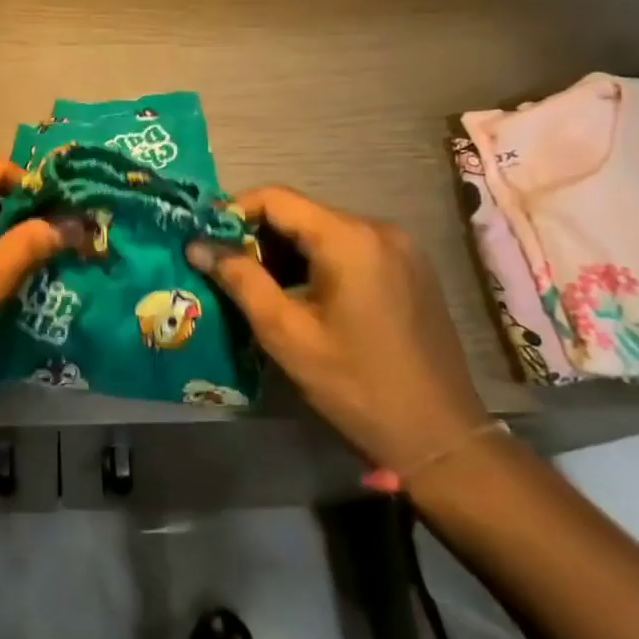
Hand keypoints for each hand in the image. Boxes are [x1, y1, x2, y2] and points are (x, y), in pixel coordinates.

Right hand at [189, 187, 487, 472]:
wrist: (442, 439)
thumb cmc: (356, 386)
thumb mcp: (286, 334)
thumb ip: (240, 280)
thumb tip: (196, 245)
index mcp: (349, 238)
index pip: (276, 198)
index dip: (233, 212)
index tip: (204, 239)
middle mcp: (379, 229)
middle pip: (301, 214)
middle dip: (258, 236)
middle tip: (225, 269)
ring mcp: (401, 248)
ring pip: (324, 232)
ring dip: (286, 251)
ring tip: (257, 286)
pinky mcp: (411, 269)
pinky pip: (349, 249)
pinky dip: (317, 262)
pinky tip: (301, 297)